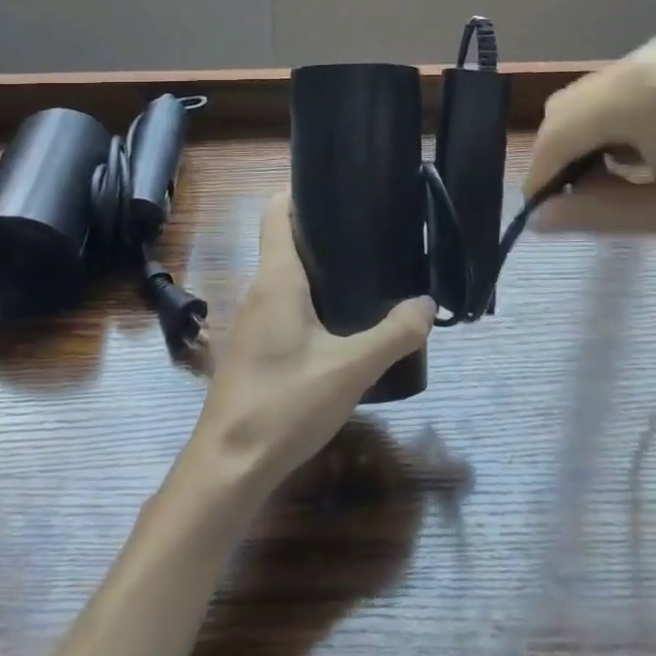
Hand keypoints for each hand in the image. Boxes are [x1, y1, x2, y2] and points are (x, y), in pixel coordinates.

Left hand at [187, 193, 433, 496]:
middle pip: (284, 241)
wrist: (229, 464)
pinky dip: (309, 300)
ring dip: (317, 270)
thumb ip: (393, 335)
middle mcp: (258, 291)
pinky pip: (281, 305)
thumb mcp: (350, 369)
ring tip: (363, 273)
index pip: (276, 212)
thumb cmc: (285, 403)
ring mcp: (250, 321)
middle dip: (323, 232)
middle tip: (370, 233)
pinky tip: (338, 323)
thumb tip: (426, 303)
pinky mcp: (252, 349)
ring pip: (284, 277)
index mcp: (277, 280)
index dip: (300, 192)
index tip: (339, 190)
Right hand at [524, 32, 655, 267]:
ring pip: (605, 94)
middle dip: (565, 155)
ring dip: (596, 137)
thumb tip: (539, 220)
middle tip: (581, 207)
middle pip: (574, 106)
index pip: (558, 133)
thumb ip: (597, 213)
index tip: (539, 217)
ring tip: (622, 188)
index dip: (540, 176)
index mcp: (635, 92)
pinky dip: (628, 121)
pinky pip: (640, 87)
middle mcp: (647, 56)